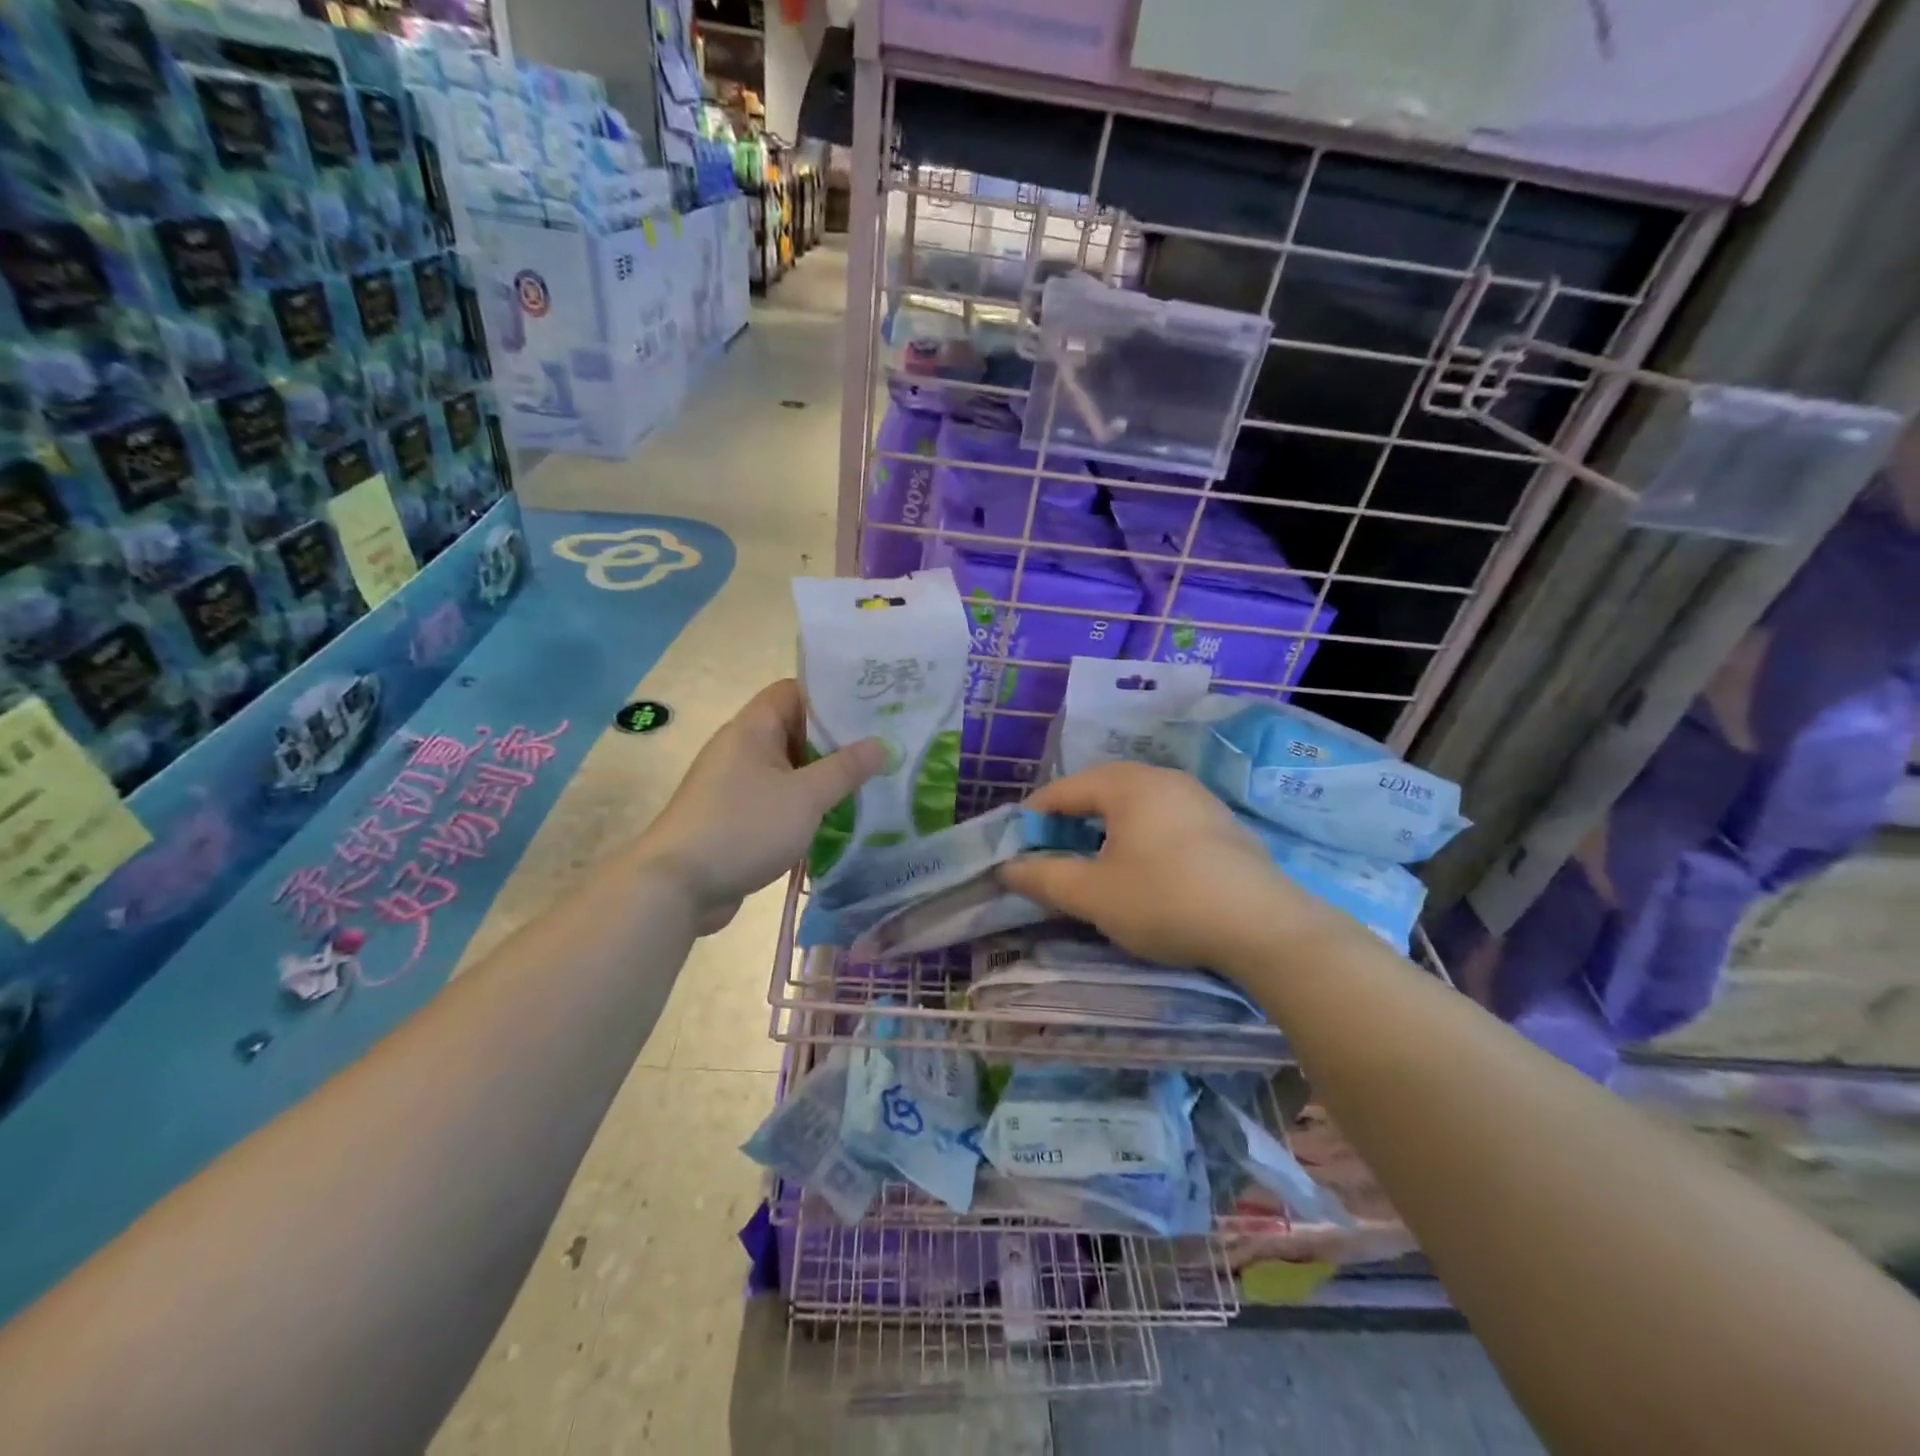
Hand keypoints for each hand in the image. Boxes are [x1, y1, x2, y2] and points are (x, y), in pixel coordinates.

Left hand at [641, 679, 884, 933]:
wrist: (677, 886)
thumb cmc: (743, 827)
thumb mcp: (805, 797)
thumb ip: (845, 769)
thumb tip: (882, 743)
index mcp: (753, 729)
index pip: (794, 691)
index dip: (832, 694)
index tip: (873, 705)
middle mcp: (742, 748)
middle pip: (795, 729)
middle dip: (837, 739)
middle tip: (883, 745)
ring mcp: (737, 784)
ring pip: (789, 768)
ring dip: (824, 775)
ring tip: (871, 780)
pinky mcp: (737, 816)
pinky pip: (779, 798)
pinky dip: (805, 803)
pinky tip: (839, 817)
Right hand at [1000, 762, 1314, 971]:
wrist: (1264, 927)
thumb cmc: (1165, 900)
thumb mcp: (1092, 894)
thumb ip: (1043, 878)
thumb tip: (1006, 868)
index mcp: (1127, 783)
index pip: (1064, 789)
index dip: (1033, 817)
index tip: (1015, 847)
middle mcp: (1162, 778)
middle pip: (1100, 789)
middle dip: (1068, 819)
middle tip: (1050, 853)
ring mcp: (1197, 798)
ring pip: (1134, 803)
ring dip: (1104, 827)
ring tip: (1091, 861)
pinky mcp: (1220, 823)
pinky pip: (1163, 817)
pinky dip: (1138, 834)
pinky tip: (1141, 867)